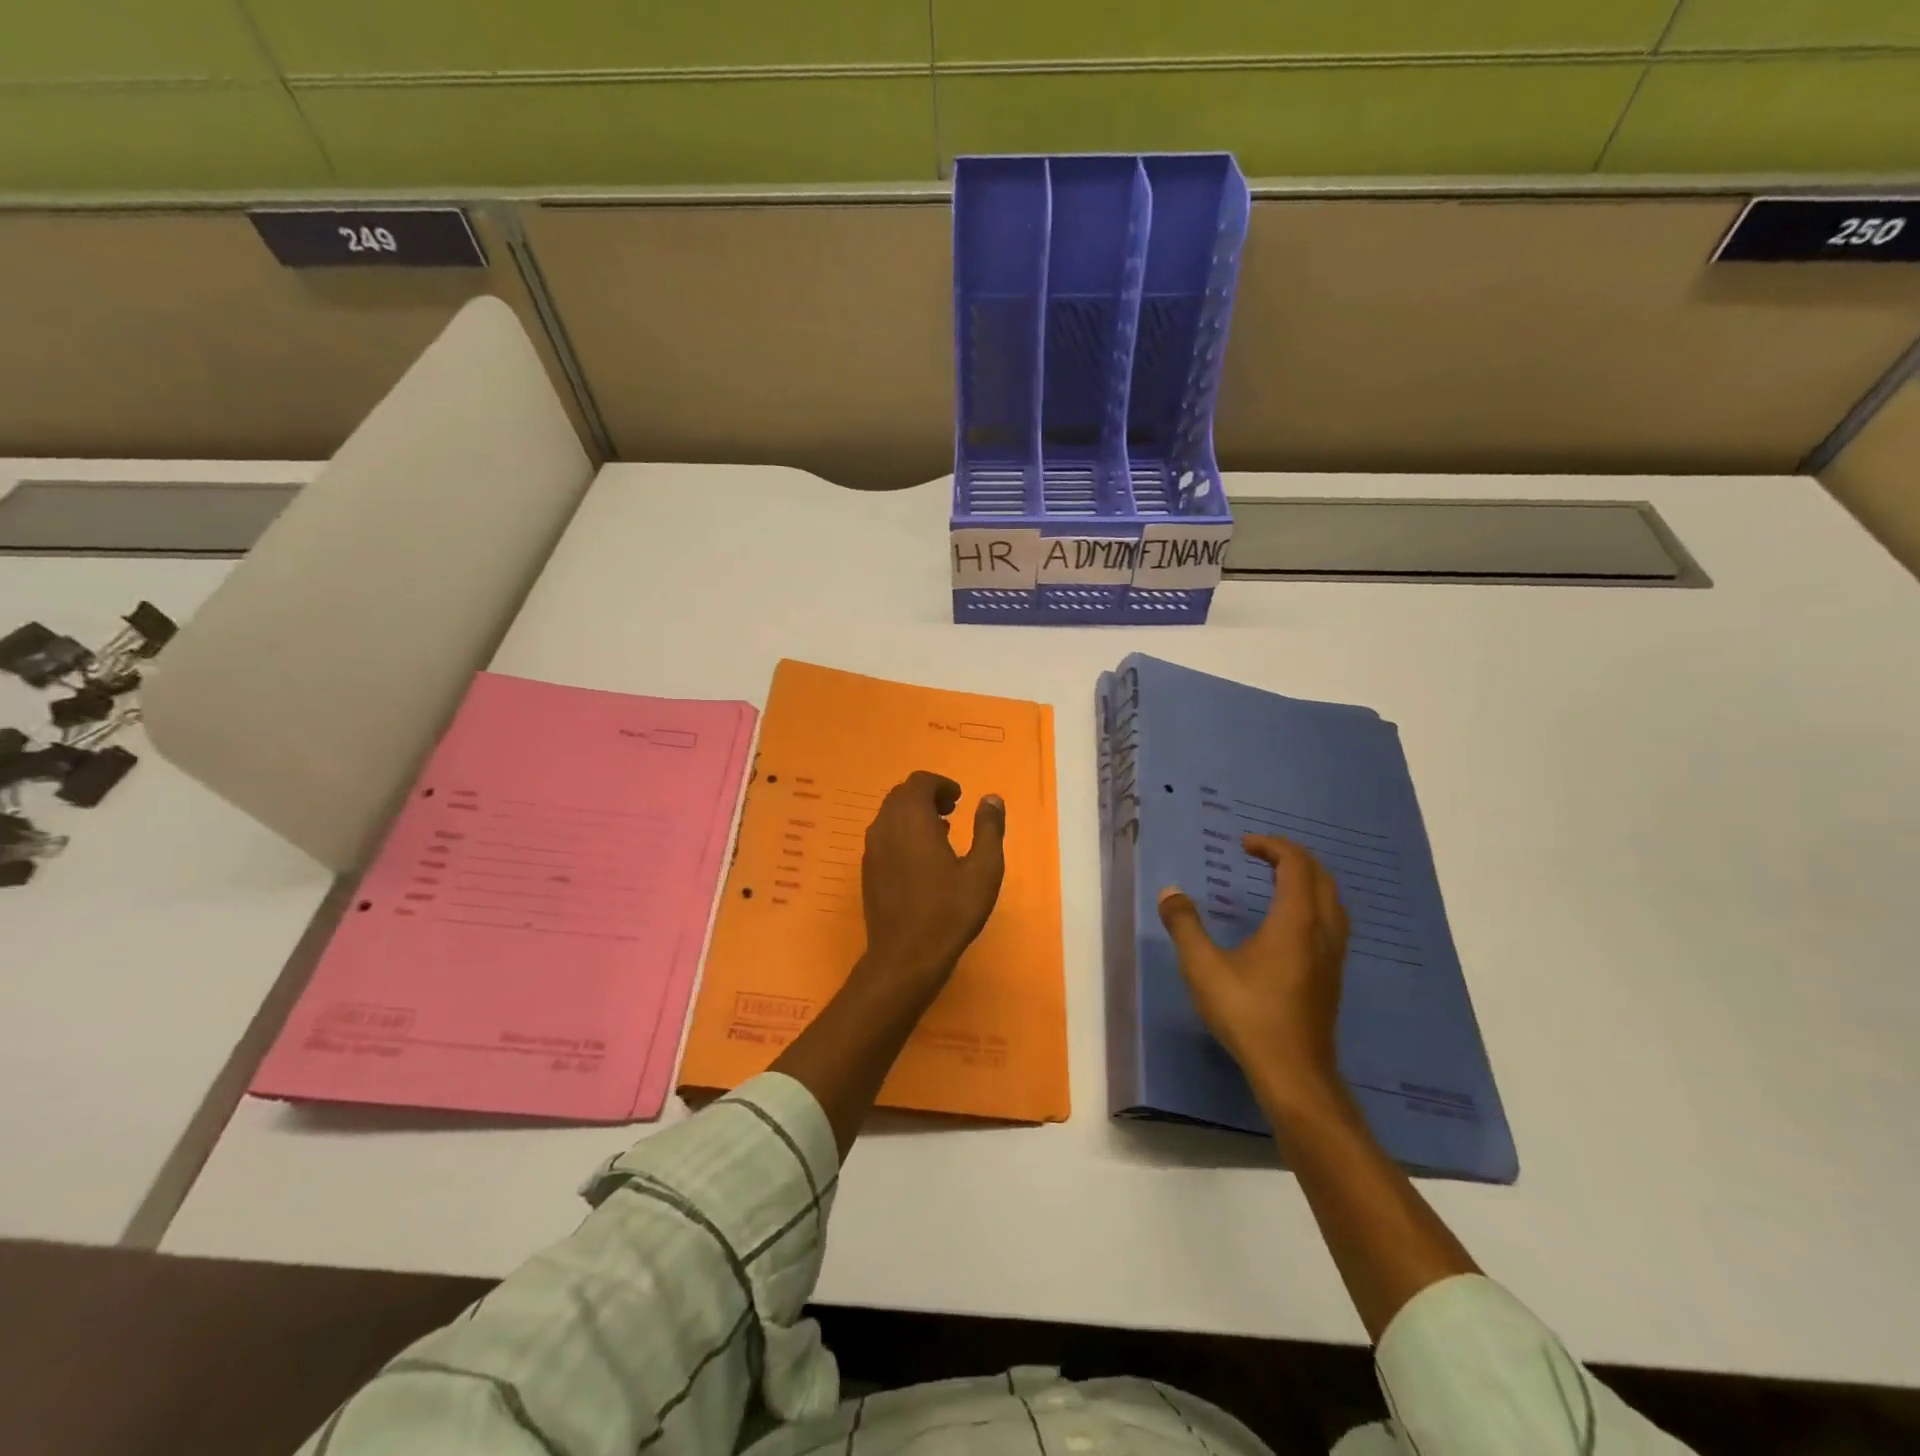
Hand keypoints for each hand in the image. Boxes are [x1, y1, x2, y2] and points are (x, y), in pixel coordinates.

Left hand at [857, 770, 1006, 996]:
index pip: (919, 782)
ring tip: (941, 834)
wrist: (905, 957)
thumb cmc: (949, 911)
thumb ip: (988, 829)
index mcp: (911, 819)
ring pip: (890, 815)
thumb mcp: (983, 870)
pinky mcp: (868, 871)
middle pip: (902, 795)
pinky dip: (902, 833)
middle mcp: (885, 827)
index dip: (941, 784)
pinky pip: (884, 837)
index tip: (960, 799)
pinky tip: (923, 860)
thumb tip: (991, 798)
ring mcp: (871, 849)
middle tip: (952, 812)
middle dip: (927, 796)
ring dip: (914, 815)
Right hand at [1157, 835, 1349, 1104]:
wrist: (1294, 1073)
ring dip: (1307, 880)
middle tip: (1261, 854)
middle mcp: (1322, 931)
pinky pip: (1331, 922)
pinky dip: (1312, 904)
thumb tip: (1170, 892)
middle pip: (1321, 877)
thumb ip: (1185, 925)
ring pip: (1332, 901)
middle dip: (1293, 857)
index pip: (1295, 864)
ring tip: (1276, 881)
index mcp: (1295, 921)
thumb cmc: (1248, 1014)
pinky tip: (1289, 924)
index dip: (1272, 846)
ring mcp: (1333, 956)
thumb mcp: (1203, 968)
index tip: (1244, 844)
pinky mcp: (1332, 976)